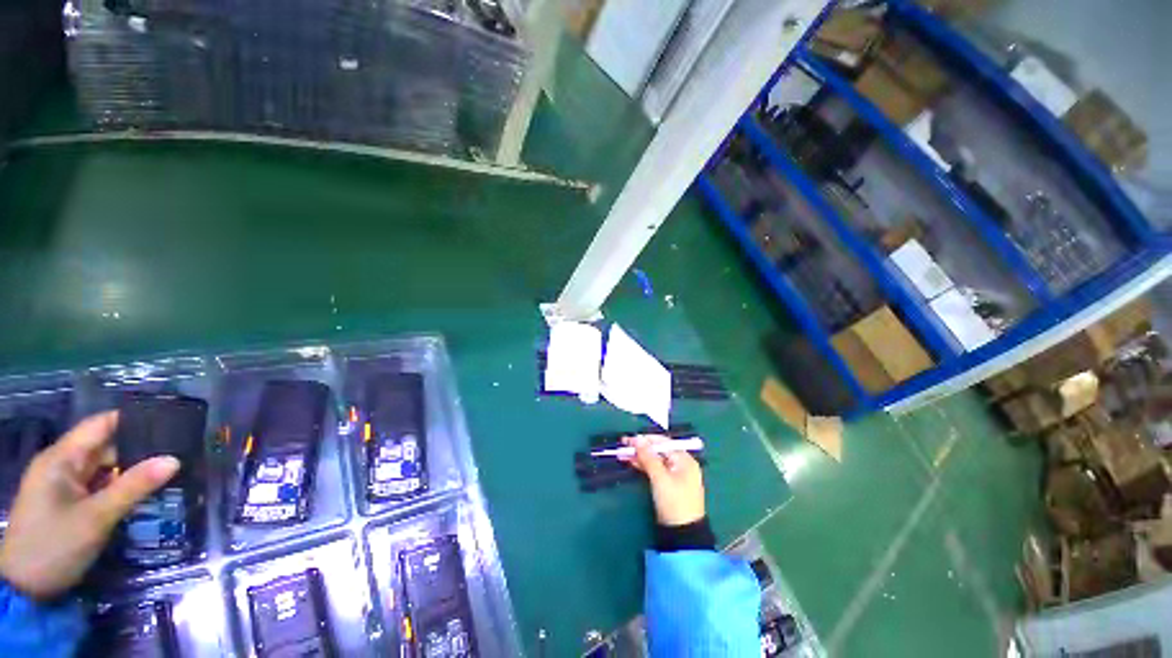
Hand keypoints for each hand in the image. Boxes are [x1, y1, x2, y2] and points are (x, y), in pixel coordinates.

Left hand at [0, 412, 179, 599]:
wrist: (23, 588)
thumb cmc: (55, 546)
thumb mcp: (96, 518)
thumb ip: (134, 487)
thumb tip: (174, 460)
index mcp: (62, 458)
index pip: (101, 425)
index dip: (134, 420)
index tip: (171, 423)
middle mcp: (61, 464)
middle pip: (104, 446)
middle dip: (138, 449)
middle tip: (177, 452)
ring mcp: (61, 485)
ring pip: (102, 468)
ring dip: (129, 470)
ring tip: (166, 471)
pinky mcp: (66, 502)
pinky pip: (97, 485)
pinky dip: (118, 486)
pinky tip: (140, 492)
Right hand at [621, 435, 704, 526]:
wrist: (683, 535)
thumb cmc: (674, 502)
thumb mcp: (660, 478)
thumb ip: (648, 457)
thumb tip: (637, 438)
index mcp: (684, 459)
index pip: (663, 442)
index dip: (645, 439)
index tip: (628, 439)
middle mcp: (681, 464)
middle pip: (658, 451)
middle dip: (641, 448)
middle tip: (623, 446)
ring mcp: (675, 475)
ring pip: (655, 460)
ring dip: (640, 457)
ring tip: (623, 454)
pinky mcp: (669, 484)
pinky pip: (655, 469)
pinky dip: (644, 466)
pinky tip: (632, 462)